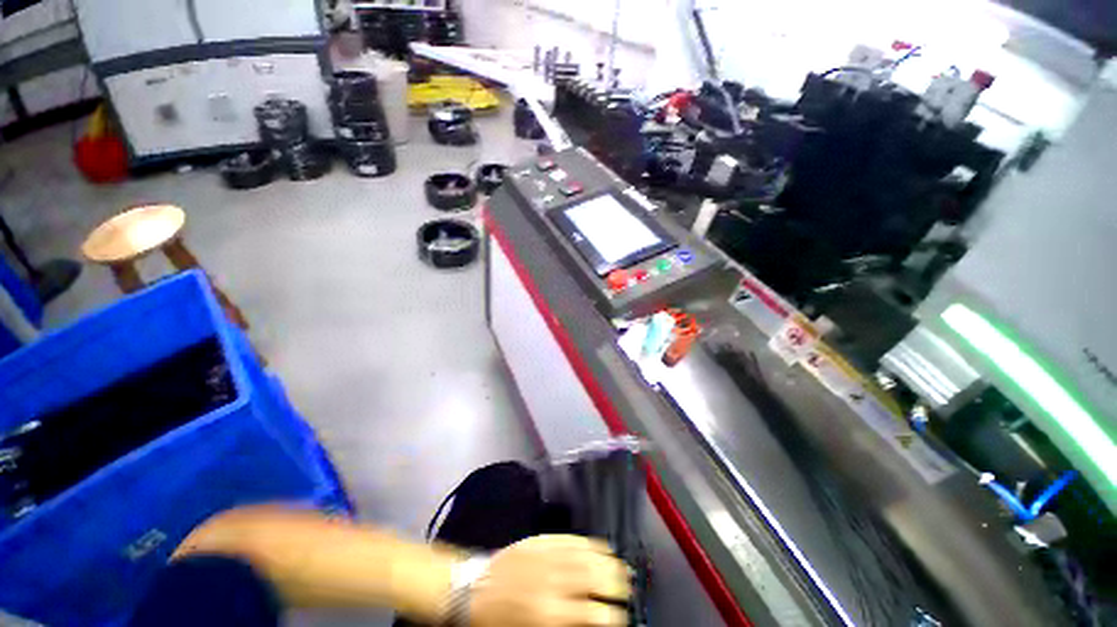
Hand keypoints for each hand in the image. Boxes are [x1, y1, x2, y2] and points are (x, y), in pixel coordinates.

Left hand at [469, 535, 630, 626]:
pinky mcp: (542, 540)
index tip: (622, 615)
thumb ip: (568, 623)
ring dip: (609, 560)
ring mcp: (548, 556)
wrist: (471, 590)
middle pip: (596, 578)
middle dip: (618, 583)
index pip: (595, 613)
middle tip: (628, 587)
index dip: (615, 615)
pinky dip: (591, 543)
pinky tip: (601, 548)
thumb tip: (593, 618)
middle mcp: (554, 583)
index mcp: (551, 614)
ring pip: (588, 554)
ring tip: (621, 567)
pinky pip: (572, 539)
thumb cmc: (500, 620)